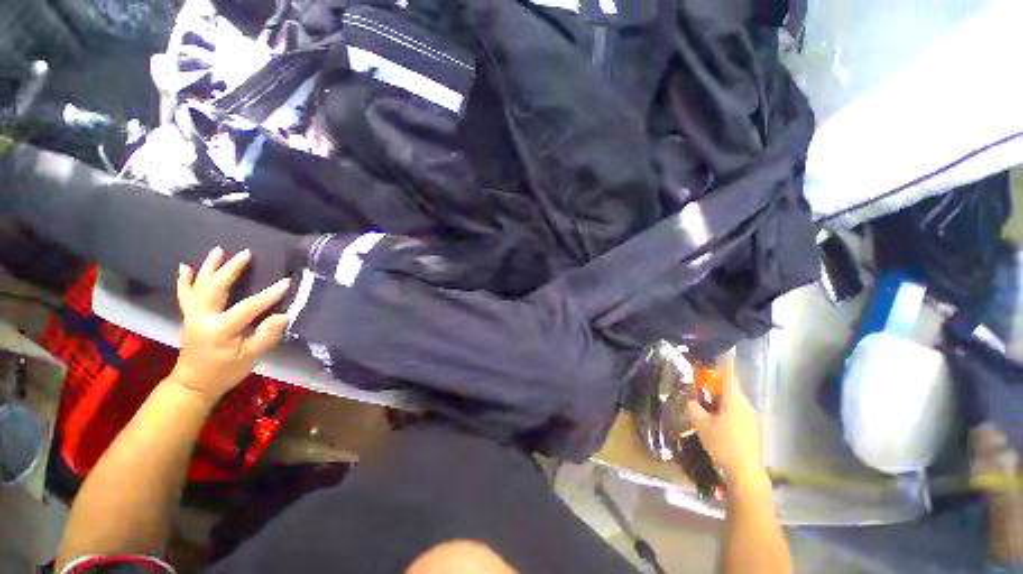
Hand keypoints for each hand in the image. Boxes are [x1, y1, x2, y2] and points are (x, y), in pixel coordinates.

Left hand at [170, 246, 290, 400]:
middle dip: (231, 269)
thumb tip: (283, 315)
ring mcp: (192, 315)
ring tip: (219, 250)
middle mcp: (202, 317)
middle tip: (246, 253)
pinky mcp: (189, 316)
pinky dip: (185, 280)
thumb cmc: (225, 372)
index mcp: (219, 329)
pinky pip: (185, 294)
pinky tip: (185, 267)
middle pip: (216, 287)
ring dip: (209, 266)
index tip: (287, 282)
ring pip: (199, 286)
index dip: (268, 295)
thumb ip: (266, 336)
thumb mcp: (251, 358)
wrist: (194, 384)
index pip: (247, 307)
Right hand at [685, 373, 763, 486]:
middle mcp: (745, 405)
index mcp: (734, 400)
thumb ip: (693, 408)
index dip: (725, 362)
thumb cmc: (723, 444)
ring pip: (733, 402)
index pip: (728, 375)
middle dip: (715, 385)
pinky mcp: (752, 429)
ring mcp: (751, 418)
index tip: (724, 350)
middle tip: (700, 387)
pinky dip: (725, 411)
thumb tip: (690, 399)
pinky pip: (736, 413)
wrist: (746, 473)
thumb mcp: (701, 424)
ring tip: (705, 407)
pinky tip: (716, 423)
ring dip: (720, 400)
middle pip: (730, 388)